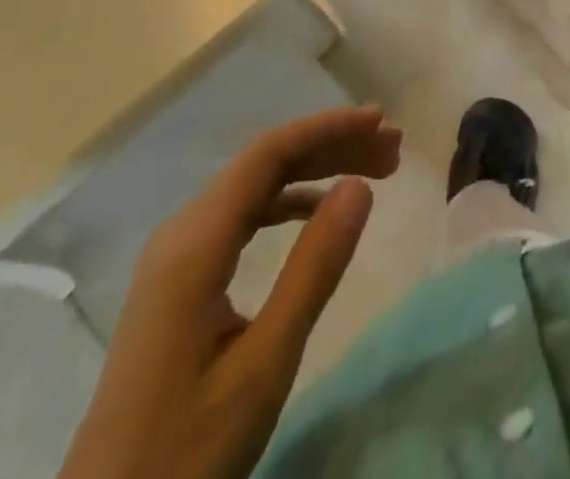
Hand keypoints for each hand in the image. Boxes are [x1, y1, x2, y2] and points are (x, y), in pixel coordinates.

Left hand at [57, 107, 402, 478]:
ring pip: (256, 187)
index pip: (270, 153)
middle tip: (392, 149)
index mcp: (196, 241)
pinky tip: (319, 213)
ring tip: (372, 172)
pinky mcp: (180, 282)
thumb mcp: (264, 364)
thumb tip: (359, 185)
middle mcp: (183, 232)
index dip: (329, 128)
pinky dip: (289, 202)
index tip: (382, 122)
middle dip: (331, 145)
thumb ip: (314, 268)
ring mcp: (177, 256)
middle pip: (265, 163)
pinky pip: (243, 217)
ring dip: (315, 171)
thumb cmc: (185, 455)